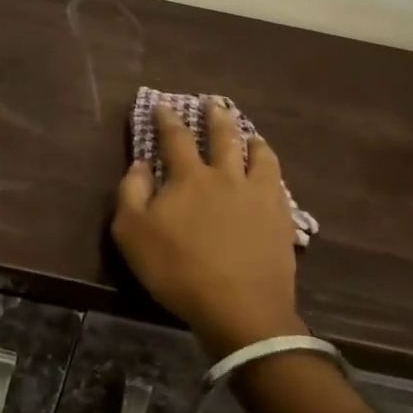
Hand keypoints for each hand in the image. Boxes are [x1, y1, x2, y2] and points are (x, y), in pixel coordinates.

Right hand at [111, 101, 304, 358]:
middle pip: (223, 137)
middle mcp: (226, 176)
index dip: (167, 119)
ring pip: (260, 156)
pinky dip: (272, 171)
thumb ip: (131, 192)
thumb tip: (140, 164)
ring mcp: (258, 196)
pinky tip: (272, 175)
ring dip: (253, 140)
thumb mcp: (133, 233)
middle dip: (216, 117)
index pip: (175, 138)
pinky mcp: (281, 220)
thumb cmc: (179, 270)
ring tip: (252, 134)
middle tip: (214, 103)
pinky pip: (279, 185)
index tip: (162, 104)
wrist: (240, 309)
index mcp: (190, 177)